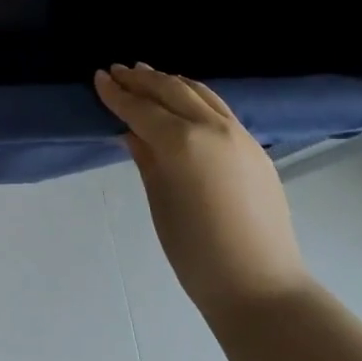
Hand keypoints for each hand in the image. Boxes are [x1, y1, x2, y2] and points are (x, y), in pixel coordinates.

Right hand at [95, 64, 309, 313]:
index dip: (117, 93)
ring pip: (199, 92)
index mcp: (182, 142)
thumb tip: (133, 131)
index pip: (141, 108)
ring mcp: (238, 134)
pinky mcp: (255, 147)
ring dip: (170, 81)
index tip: (99, 77)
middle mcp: (211, 127)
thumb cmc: (197, 253)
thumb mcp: (160, 201)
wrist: (262, 289)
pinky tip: (184, 101)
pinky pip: (218, 108)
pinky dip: (195, 96)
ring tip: (148, 75)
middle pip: (171, 90)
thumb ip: (146, 158)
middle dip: (142, 80)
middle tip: (118, 71)